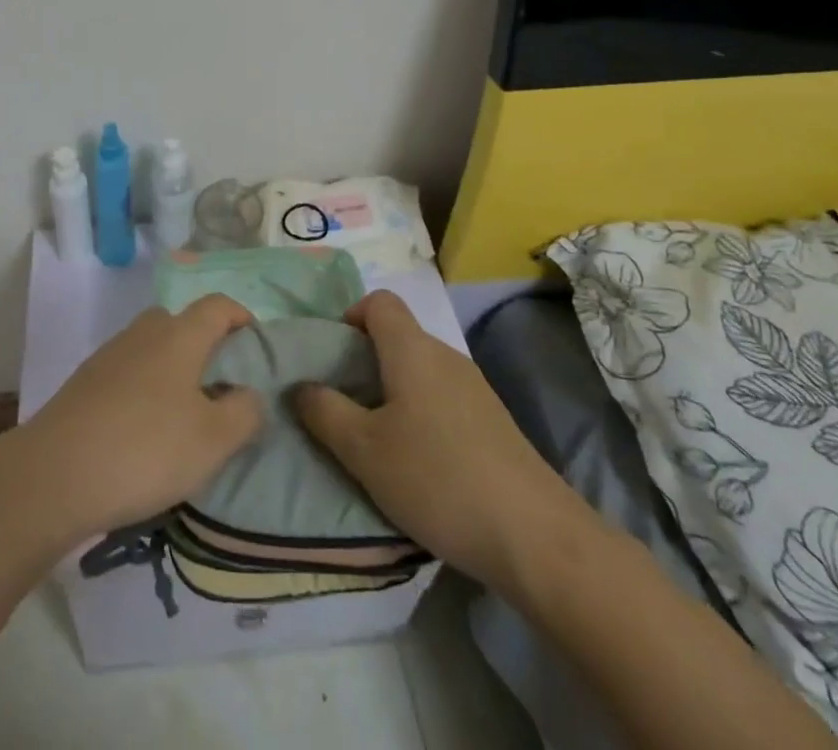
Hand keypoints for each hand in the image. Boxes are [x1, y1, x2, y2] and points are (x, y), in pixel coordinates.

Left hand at [10, 294, 263, 541]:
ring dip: (173, 371)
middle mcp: (144, 333)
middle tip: (220, 389)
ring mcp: (109, 355)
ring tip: (184, 417)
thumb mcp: (214, 440)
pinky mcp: (84, 383)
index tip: (256, 348)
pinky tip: (144, 432)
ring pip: (152, 349)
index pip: (218, 305)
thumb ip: (244, 412)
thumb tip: (248, 393)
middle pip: (182, 323)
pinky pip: (128, 374)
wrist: (55, 475)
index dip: (241, 317)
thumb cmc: (146, 449)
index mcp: (179, 334)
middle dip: (205, 346)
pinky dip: (144, 390)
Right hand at [293, 291, 577, 588]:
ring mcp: (475, 388)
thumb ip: (325, 412)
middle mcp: (446, 356)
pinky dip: (422, 414)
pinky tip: (420, 464)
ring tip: (378, 441)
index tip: (334, 359)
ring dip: (393, 392)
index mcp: (412, 349)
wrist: (536, 536)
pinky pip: (444, 398)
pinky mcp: (494, 422)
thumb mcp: (364, 450)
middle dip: (366, 362)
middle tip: (345, 407)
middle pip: (399, 336)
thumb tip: (301, 386)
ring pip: (421, 371)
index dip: (351, 318)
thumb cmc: (436, 479)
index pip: (380, 302)